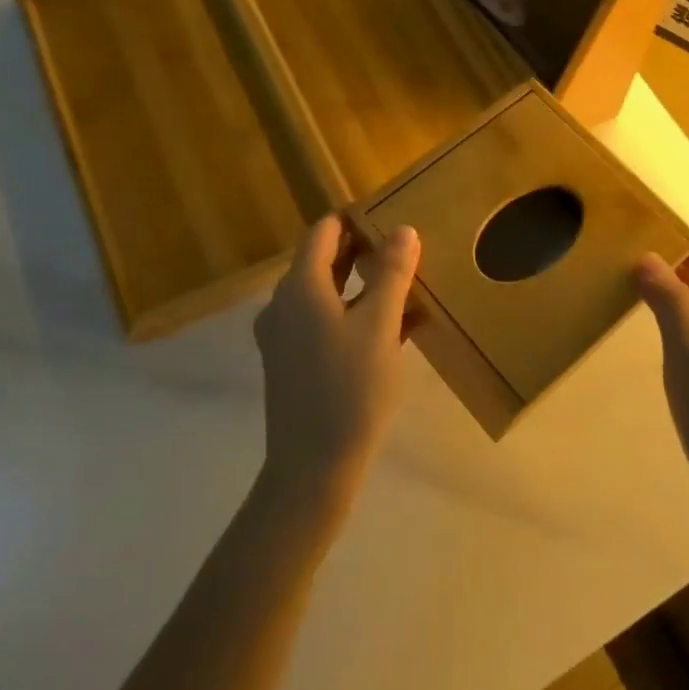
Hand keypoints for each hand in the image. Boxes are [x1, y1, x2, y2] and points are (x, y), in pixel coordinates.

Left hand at [253, 214, 420, 503]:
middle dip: (362, 251)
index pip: (324, 231)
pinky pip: (322, 321)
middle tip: (405, 251)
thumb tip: (403, 229)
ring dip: (360, 284)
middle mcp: (283, 303)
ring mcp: (283, 335)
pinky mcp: (291, 362)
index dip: (356, 220)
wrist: (312, 469)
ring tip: (403, 285)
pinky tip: (389, 327)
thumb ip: (391, 274)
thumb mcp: (380, 326)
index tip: (392, 220)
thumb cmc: (350, 390)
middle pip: (323, 260)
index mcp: (300, 286)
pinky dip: (351, 313)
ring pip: (325, 293)